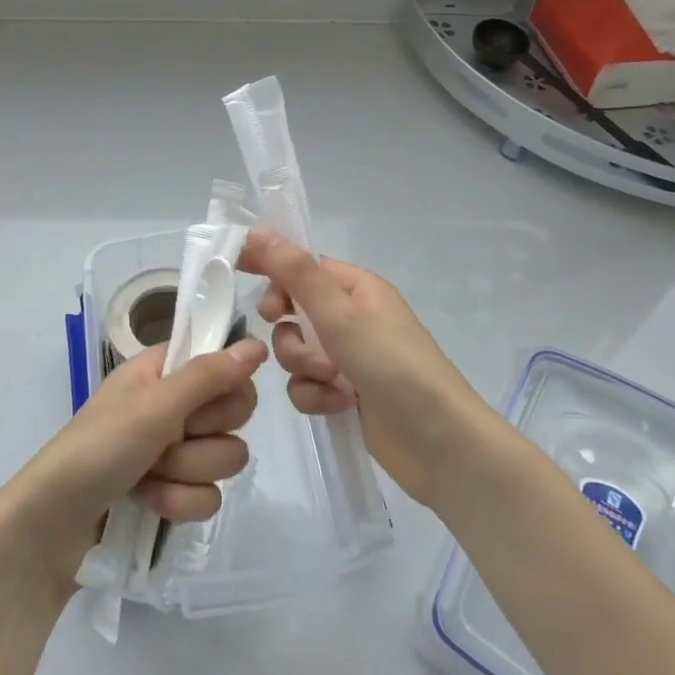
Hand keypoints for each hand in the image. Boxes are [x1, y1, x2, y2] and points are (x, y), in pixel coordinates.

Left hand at [0, 338, 266, 592]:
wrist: (51, 525)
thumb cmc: (97, 449)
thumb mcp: (153, 406)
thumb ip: (208, 376)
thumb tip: (258, 344)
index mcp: (164, 372)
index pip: (226, 366)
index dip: (225, 388)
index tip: (203, 404)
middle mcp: (173, 406)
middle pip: (234, 415)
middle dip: (204, 437)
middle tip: (167, 440)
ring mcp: (173, 452)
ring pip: (225, 459)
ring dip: (186, 474)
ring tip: (147, 477)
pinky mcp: (173, 493)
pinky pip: (208, 497)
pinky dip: (177, 503)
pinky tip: (147, 503)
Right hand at [238, 231, 493, 507]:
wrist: (439, 443)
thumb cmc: (394, 366)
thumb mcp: (340, 315)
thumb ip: (296, 274)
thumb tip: (259, 232)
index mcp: (357, 288)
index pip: (302, 265)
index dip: (271, 266)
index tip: (234, 270)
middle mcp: (352, 318)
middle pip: (293, 311)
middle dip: (289, 330)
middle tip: (289, 333)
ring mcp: (349, 358)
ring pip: (295, 352)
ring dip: (304, 367)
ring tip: (331, 381)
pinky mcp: (345, 393)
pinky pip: (307, 385)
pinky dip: (316, 395)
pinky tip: (338, 405)